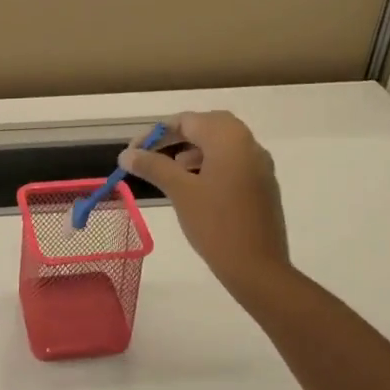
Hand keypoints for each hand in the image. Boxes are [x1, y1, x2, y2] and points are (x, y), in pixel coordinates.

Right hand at [121, 110, 291, 291]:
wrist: (258, 268)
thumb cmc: (216, 224)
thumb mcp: (180, 191)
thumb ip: (153, 166)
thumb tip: (127, 154)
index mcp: (229, 139)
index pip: (187, 121)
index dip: (156, 134)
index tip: (133, 153)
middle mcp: (248, 144)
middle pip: (206, 127)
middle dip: (176, 137)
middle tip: (152, 154)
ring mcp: (259, 165)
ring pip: (220, 144)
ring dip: (193, 150)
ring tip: (171, 169)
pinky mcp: (262, 185)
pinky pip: (232, 162)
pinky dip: (209, 164)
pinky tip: (194, 185)